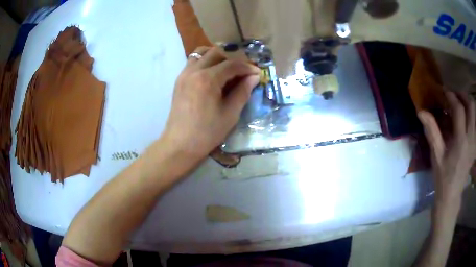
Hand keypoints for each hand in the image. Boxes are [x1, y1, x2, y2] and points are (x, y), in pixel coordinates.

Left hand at [161, 46, 259, 160]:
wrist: (180, 145)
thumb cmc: (207, 133)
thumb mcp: (230, 114)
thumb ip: (243, 92)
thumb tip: (254, 77)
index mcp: (208, 79)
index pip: (232, 65)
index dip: (247, 67)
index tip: (257, 73)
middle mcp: (194, 71)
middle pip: (216, 53)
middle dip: (232, 60)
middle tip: (242, 73)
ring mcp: (184, 74)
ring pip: (201, 53)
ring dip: (216, 57)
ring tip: (226, 70)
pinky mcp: (179, 80)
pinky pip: (193, 62)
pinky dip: (204, 63)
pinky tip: (212, 76)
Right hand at [418, 91, 475, 208]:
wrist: (452, 195)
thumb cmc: (443, 177)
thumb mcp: (436, 156)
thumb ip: (432, 132)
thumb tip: (421, 112)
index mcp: (461, 141)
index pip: (459, 110)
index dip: (451, 97)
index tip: (444, 92)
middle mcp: (470, 138)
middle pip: (471, 106)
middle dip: (462, 96)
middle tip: (454, 95)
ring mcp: (474, 142)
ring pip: (475, 113)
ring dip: (468, 103)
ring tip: (460, 104)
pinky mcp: (475, 146)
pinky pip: (475, 123)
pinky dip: (471, 115)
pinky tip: (465, 118)